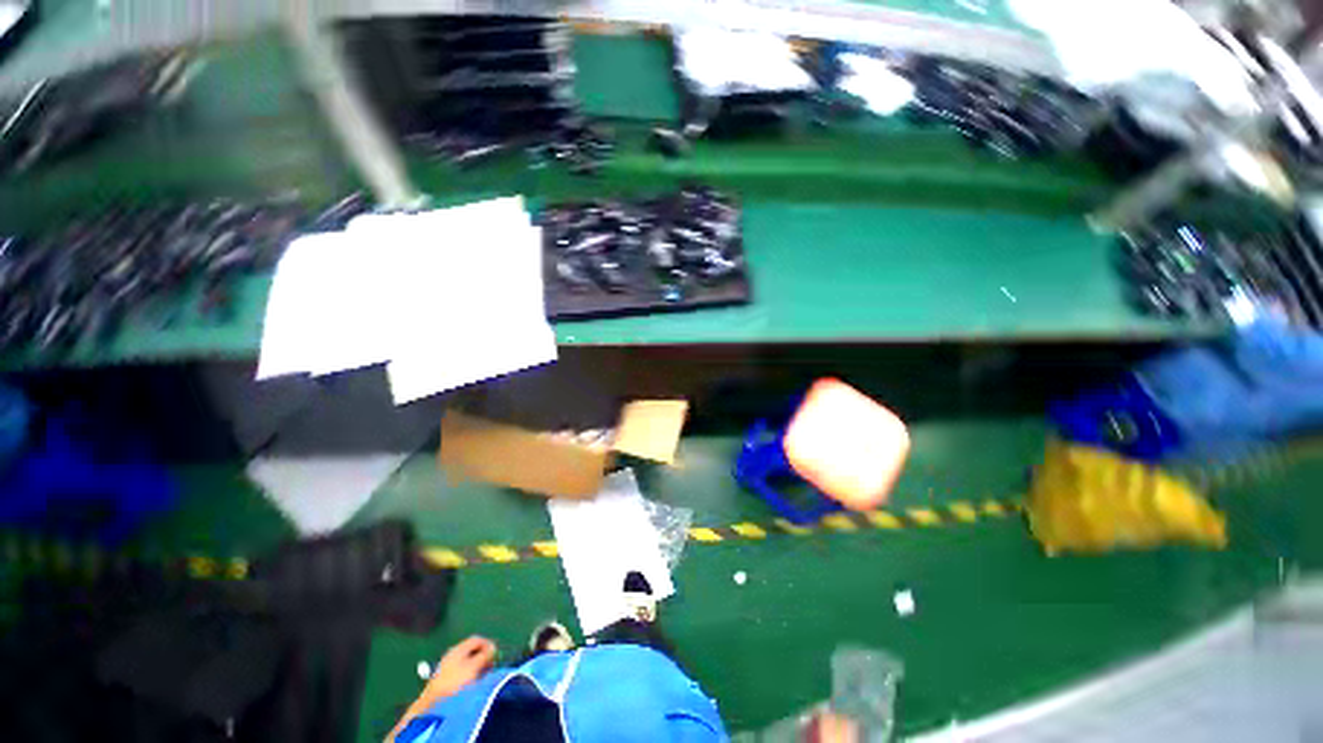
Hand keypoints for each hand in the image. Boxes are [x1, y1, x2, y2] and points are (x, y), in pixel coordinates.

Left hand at [388, 636, 496, 740]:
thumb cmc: (456, 681)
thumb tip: (493, 647)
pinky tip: (472, 684)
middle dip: (483, 657)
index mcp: (458, 649)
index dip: (488, 644)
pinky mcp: (445, 680)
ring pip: (467, 662)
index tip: (495, 654)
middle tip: (491, 666)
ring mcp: (447, 668)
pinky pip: (461, 672)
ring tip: (483, 677)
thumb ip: (485, 654)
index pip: (477, 639)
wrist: (434, 704)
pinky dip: (470, 675)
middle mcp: (452, 655)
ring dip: (477, 667)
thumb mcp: (474, 666)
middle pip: (472, 651)